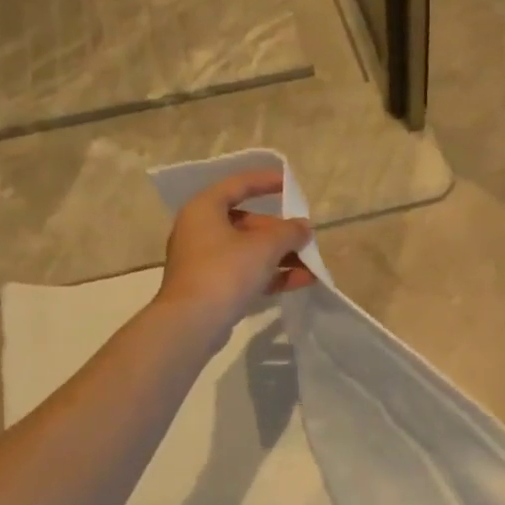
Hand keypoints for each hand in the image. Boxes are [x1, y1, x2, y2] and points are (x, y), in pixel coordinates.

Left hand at [154, 169, 314, 337]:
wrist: (193, 322)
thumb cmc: (226, 271)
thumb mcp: (265, 246)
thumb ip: (289, 232)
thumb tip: (304, 228)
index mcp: (205, 209)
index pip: (238, 185)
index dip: (265, 182)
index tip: (290, 184)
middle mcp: (200, 230)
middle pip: (247, 222)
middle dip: (280, 231)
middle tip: (305, 238)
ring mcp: (205, 260)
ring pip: (249, 250)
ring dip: (281, 256)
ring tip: (312, 265)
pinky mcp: (212, 286)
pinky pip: (246, 273)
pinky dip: (271, 274)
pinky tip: (301, 281)